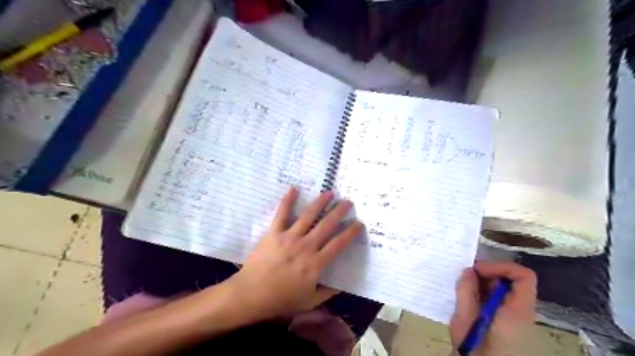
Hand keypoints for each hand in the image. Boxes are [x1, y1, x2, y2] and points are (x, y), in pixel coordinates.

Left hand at [225, 187, 362, 320]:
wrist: (251, 295)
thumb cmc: (281, 299)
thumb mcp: (309, 301)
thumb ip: (327, 293)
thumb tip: (342, 286)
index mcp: (316, 263)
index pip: (339, 244)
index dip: (351, 232)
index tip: (359, 223)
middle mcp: (306, 246)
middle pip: (327, 225)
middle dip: (339, 212)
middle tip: (348, 202)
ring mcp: (289, 237)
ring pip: (308, 215)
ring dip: (320, 202)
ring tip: (329, 193)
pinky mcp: (274, 232)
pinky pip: (282, 213)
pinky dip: (288, 200)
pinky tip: (294, 188)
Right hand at [451, 260, 533, 353]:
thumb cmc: (475, 350)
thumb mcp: (465, 320)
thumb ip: (466, 292)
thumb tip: (468, 270)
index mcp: (517, 311)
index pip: (523, 276)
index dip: (500, 266)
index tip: (477, 269)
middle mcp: (521, 312)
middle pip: (511, 281)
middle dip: (487, 274)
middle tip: (464, 276)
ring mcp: (515, 319)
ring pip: (503, 290)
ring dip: (482, 284)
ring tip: (462, 288)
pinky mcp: (506, 324)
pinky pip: (498, 300)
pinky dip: (482, 294)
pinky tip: (467, 299)